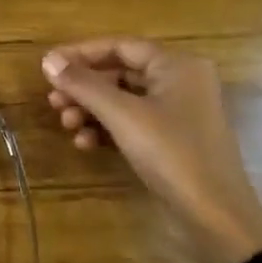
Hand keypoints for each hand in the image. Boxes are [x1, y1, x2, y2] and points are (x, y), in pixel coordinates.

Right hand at [42, 38, 261, 262]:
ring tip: (67, 126)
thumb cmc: (171, 154)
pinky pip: (131, 124)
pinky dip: (106, 129)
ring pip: (122, 101)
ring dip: (90, 110)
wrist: (214, 216)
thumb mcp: (121, 115)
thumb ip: (83, 84)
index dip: (81, 53)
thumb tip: (48, 60)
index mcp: (178, 66)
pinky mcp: (171, 141)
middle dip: (84, 88)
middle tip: (54, 102)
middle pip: (119, 73)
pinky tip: (86, 144)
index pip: (120, 46)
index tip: (47, 66)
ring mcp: (178, 114)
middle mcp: (181, 83)